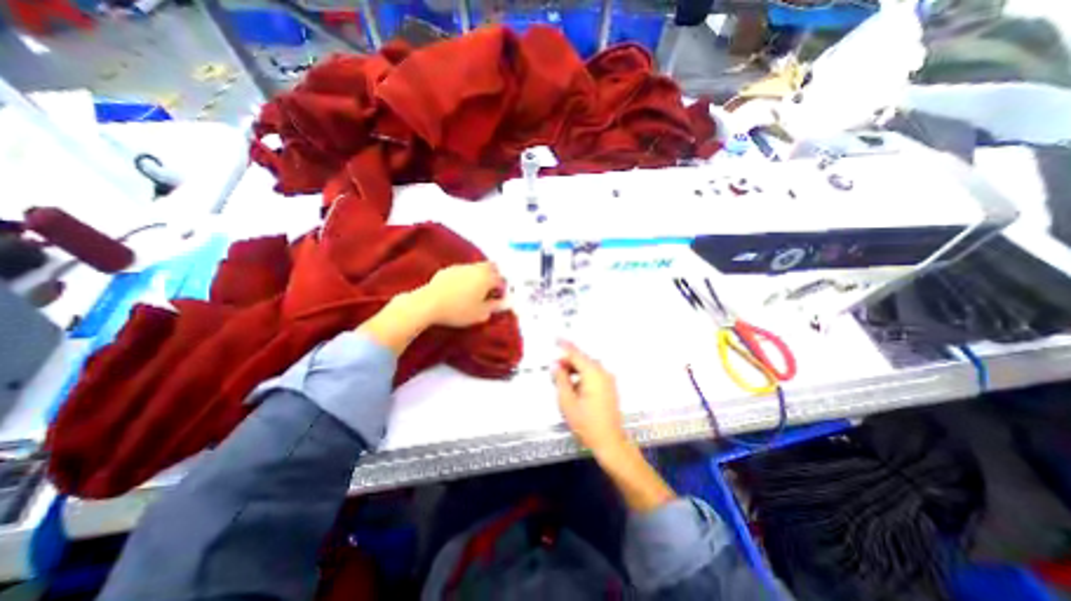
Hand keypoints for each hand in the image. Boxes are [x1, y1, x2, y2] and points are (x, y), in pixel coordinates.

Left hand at [413, 263, 506, 328]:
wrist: (428, 303)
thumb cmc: (458, 311)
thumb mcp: (481, 314)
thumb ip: (495, 307)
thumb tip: (504, 303)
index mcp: (487, 278)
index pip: (502, 281)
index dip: (504, 291)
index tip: (500, 300)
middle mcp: (476, 268)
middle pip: (492, 267)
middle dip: (495, 277)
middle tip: (491, 291)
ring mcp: (461, 267)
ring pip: (477, 267)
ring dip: (481, 276)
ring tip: (476, 291)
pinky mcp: (448, 269)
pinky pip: (463, 271)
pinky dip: (467, 277)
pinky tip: (461, 289)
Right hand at [553, 343, 629, 454]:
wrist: (609, 442)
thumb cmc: (587, 424)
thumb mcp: (567, 401)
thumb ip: (560, 379)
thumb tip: (556, 365)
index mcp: (593, 374)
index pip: (576, 354)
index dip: (564, 346)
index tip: (556, 339)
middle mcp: (603, 373)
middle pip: (582, 360)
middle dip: (568, 361)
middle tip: (554, 368)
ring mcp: (608, 380)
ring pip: (588, 367)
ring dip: (575, 369)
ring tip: (562, 379)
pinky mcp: (610, 387)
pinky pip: (593, 375)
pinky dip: (582, 376)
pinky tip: (574, 386)